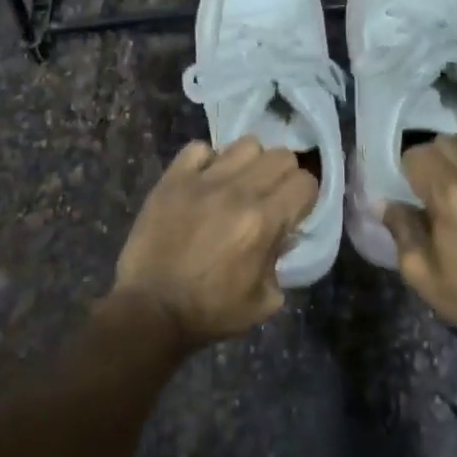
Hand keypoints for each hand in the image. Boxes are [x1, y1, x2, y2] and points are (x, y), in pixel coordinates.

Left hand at [112, 137, 317, 349]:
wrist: (150, 311)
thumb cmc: (210, 312)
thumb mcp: (264, 301)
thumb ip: (281, 260)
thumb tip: (284, 234)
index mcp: (264, 221)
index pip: (305, 181)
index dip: (305, 196)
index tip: (294, 211)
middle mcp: (238, 191)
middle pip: (281, 155)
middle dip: (283, 176)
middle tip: (270, 197)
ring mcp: (203, 180)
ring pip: (246, 144)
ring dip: (250, 163)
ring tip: (238, 184)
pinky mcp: (173, 179)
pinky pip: (199, 148)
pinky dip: (207, 161)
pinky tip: (205, 181)